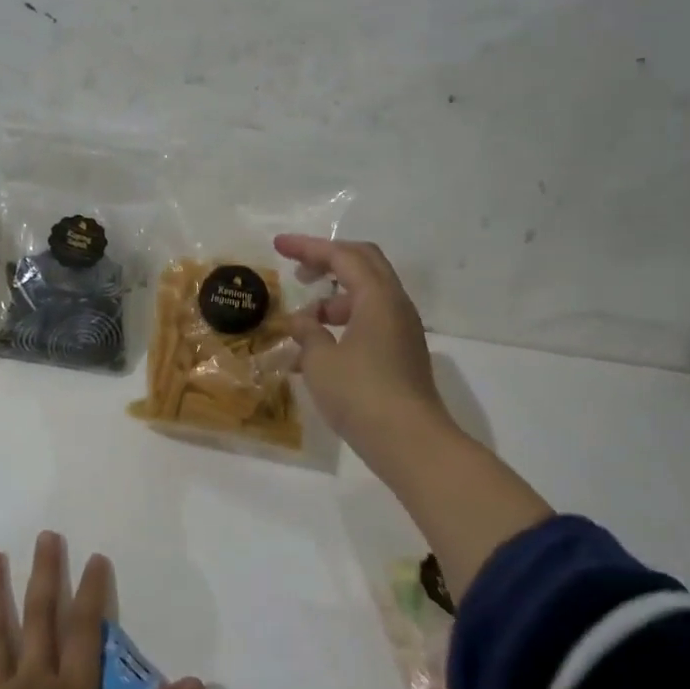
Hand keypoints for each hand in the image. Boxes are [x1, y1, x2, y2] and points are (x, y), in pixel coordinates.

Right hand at [273, 234, 454, 476]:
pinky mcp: (402, 355)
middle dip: (327, 262)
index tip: (278, 246)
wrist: (410, 443)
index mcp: (378, 297)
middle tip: (298, 272)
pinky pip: (369, 323)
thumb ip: (307, 333)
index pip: (342, 256)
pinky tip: (317, 353)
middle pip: (363, 265)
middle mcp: (395, 306)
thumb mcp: (321, 361)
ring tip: (302, 325)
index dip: (308, 247)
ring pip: (366, 297)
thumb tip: (301, 322)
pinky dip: (343, 325)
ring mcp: (402, 331)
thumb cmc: (361, 394)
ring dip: (333, 301)